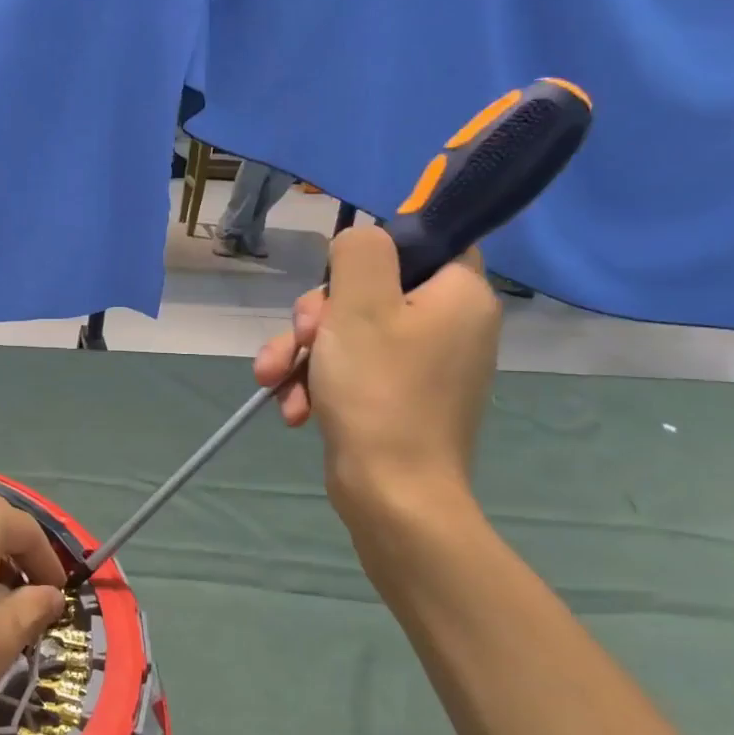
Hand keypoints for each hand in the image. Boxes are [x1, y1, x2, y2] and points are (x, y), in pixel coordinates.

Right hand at [255, 225, 500, 528]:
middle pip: (371, 291)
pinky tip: (293, 407)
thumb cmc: (379, 390)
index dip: (378, 251)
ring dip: (303, 354)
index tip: (338, 275)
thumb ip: (360, 253)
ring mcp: (422, 367)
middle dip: (317, 316)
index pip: (429, 241)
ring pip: (348, 334)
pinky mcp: (396, 399)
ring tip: (274, 380)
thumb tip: (361, 240)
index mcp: (459, 295)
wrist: (391, 494)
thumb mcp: (358, 305)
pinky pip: (351, 371)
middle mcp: (450, 326)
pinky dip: (317, 384)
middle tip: (302, 339)